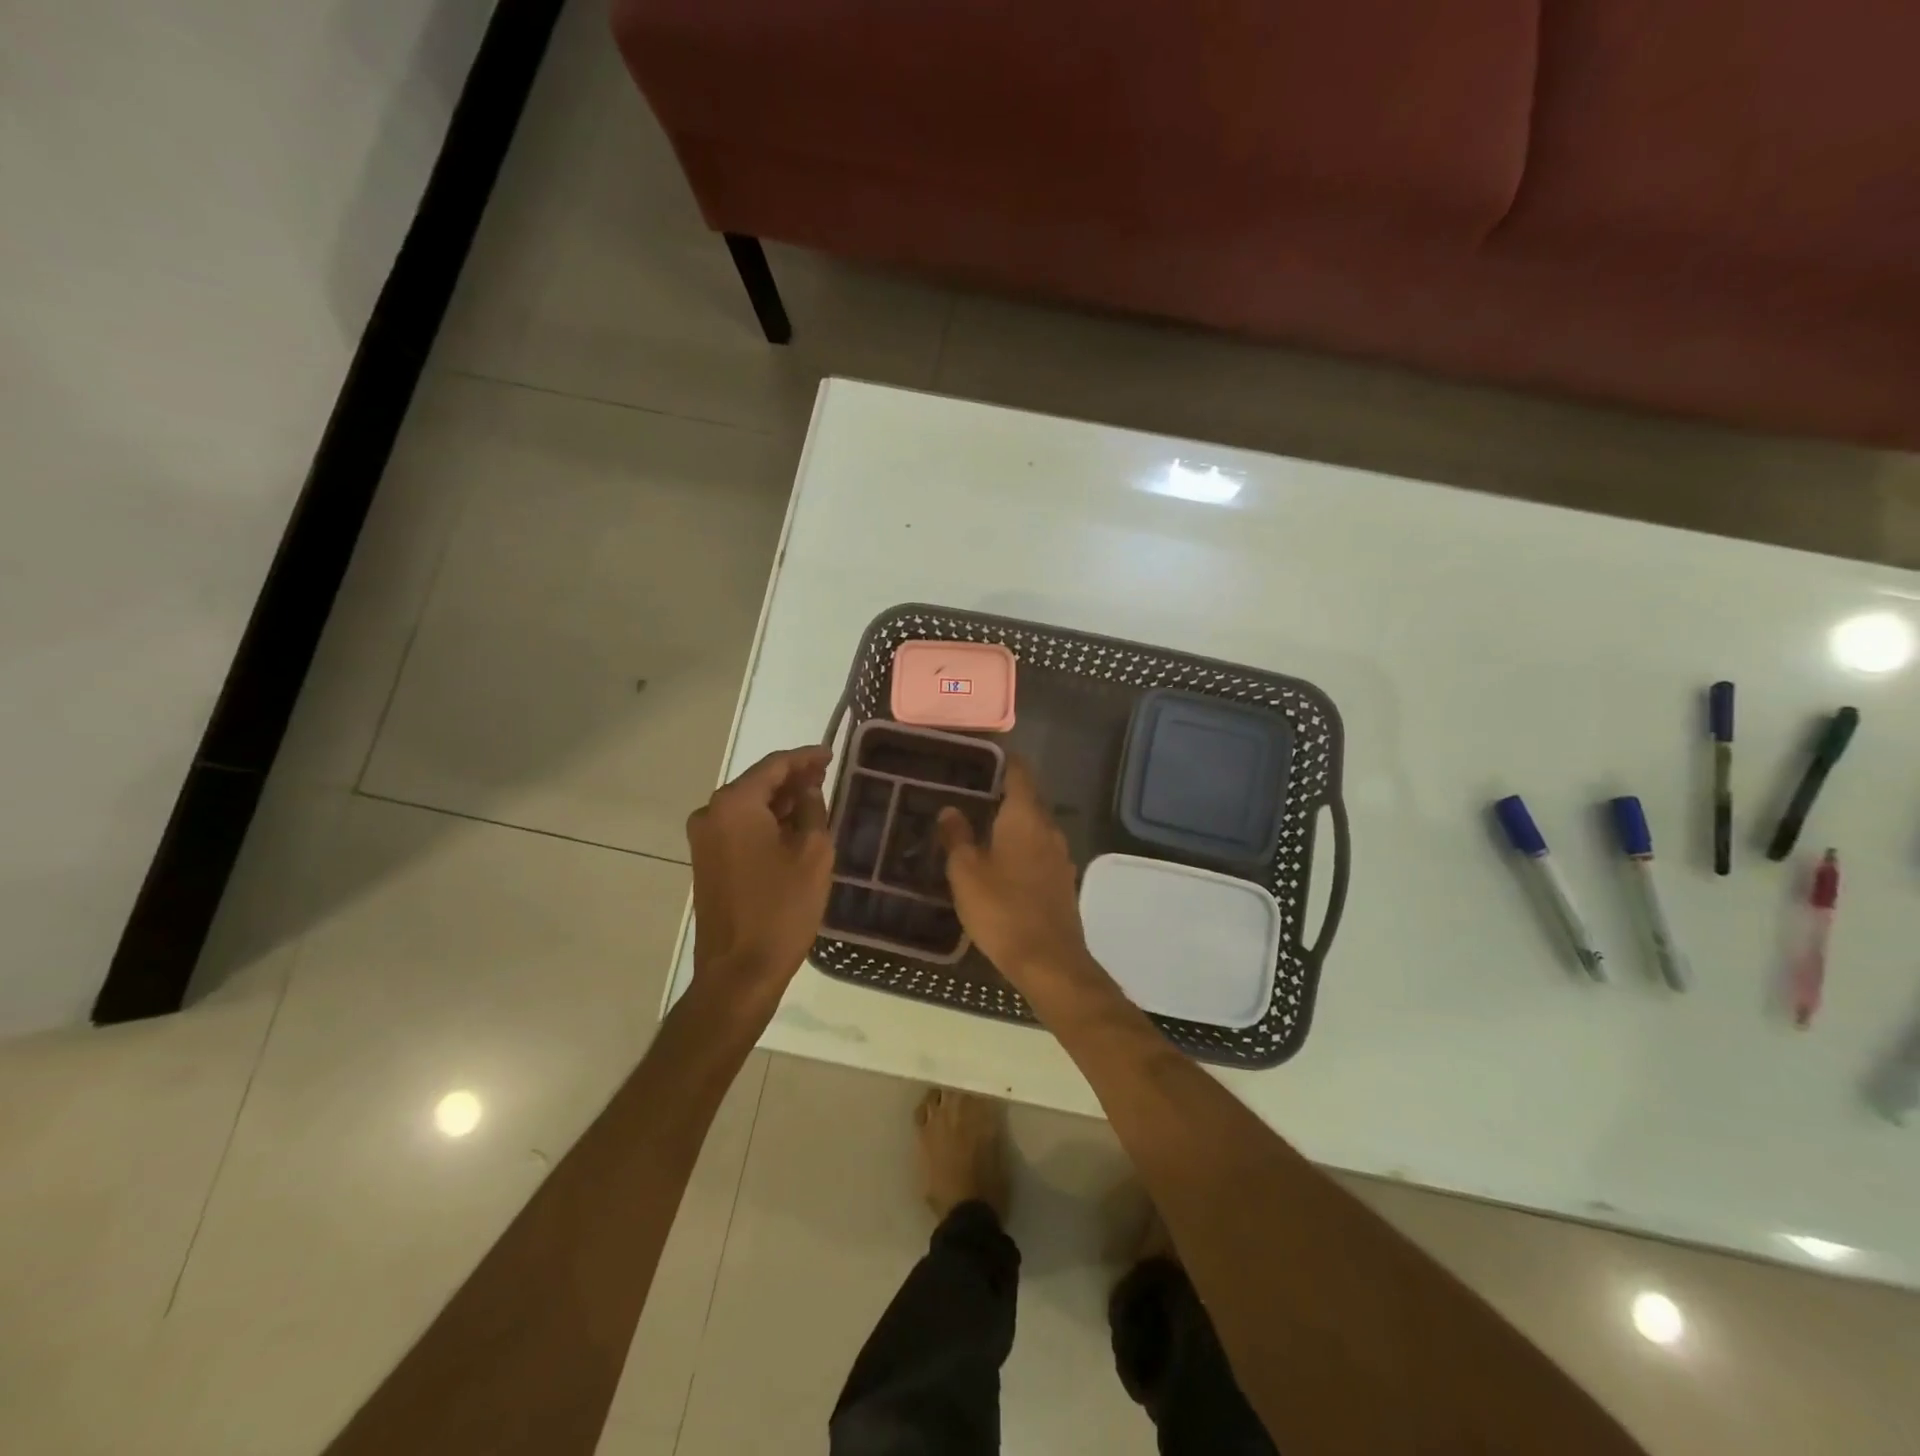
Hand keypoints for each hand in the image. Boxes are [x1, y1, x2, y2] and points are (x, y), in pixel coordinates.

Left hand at [687, 746, 832, 1008]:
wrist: (740, 971)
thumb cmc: (782, 908)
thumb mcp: (812, 853)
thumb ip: (812, 809)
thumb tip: (807, 790)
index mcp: (735, 804)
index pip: (774, 765)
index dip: (806, 757)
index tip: (831, 753)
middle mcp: (711, 813)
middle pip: (757, 782)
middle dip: (792, 778)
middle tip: (826, 775)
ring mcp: (704, 838)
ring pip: (748, 805)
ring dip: (779, 800)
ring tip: (814, 798)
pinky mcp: (707, 860)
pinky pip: (739, 827)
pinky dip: (765, 821)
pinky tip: (792, 826)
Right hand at [937, 757, 1095, 997]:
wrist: (1048, 961)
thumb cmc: (1002, 909)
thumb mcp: (966, 872)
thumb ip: (957, 836)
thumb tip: (950, 809)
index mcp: (1025, 817)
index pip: (1019, 773)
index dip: (1002, 761)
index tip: (980, 758)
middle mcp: (1048, 828)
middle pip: (1028, 798)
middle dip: (1002, 793)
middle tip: (969, 793)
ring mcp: (1060, 855)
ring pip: (1034, 826)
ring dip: (1011, 822)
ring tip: (981, 827)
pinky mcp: (1062, 880)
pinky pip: (1039, 850)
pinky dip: (1021, 847)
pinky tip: (1001, 862)